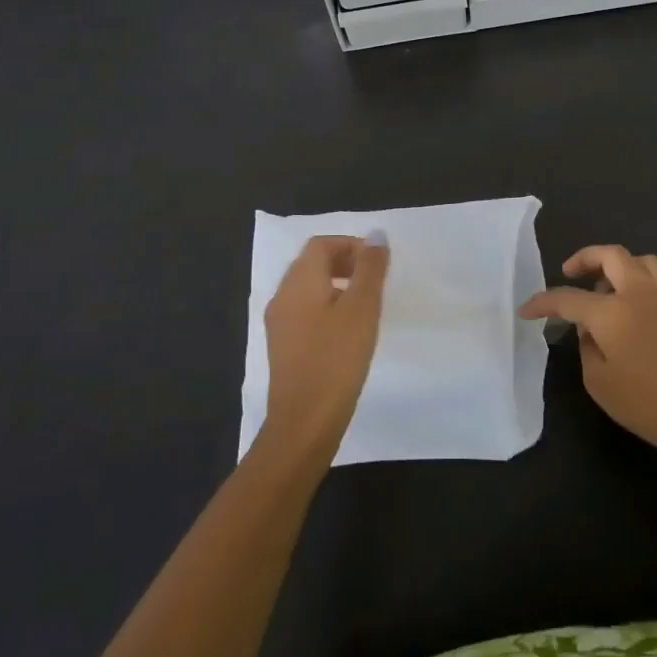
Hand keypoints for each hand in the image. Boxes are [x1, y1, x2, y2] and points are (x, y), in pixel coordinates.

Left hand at [259, 232, 389, 462]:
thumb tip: (376, 234)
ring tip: (366, 307)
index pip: (322, 244)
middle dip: (345, 263)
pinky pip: (305, 311)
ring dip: (338, 286)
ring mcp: (279, 323)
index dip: (351, 245)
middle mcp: (282, 296)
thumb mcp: (362, 308)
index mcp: (299, 281)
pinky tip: (347, 333)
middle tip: (375, 282)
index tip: (378, 265)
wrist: (304, 422)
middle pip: (312, 263)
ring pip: (309, 288)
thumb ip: (370, 268)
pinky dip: (327, 308)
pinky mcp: (283, 346)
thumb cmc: (337, 358)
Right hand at [522, 244, 656, 465]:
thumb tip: (590, 330)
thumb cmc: (649, 405)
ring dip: (616, 266)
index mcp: (613, 312)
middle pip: (611, 255)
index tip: (527, 310)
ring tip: (604, 288)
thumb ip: (587, 348)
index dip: (543, 302)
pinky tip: (634, 309)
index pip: (568, 298)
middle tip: (569, 272)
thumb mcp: (600, 383)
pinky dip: (639, 282)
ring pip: (639, 261)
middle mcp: (640, 293)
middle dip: (584, 258)